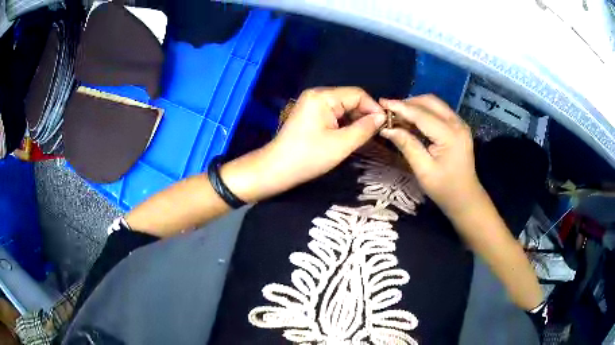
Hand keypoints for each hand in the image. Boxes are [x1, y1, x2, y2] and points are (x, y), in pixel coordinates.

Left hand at [222, 87, 385, 201]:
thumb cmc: (308, 157)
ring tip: (366, 136)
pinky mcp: (310, 114)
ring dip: (355, 120)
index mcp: (323, 96)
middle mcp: (317, 94)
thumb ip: (364, 128)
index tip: (385, 125)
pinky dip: (344, 123)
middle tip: (376, 134)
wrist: (276, 169)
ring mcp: (311, 104)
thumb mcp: (341, 144)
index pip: (357, 94)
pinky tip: (351, 135)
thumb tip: (381, 117)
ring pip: (343, 107)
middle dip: (365, 114)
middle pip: (350, 99)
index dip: (373, 108)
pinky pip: (333, 114)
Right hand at [380, 95, 481, 214]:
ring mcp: (460, 124)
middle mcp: (457, 123)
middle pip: (429, 101)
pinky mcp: (459, 127)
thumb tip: (387, 129)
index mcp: (450, 135)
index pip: (421, 114)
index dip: (400, 107)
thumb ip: (407, 145)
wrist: (465, 198)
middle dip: (408, 103)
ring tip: (398, 115)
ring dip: (416, 105)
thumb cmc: (444, 188)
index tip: (381, 103)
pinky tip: (412, 121)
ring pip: (434, 104)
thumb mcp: (423, 170)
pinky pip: (439, 111)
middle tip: (389, 110)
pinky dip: (424, 111)